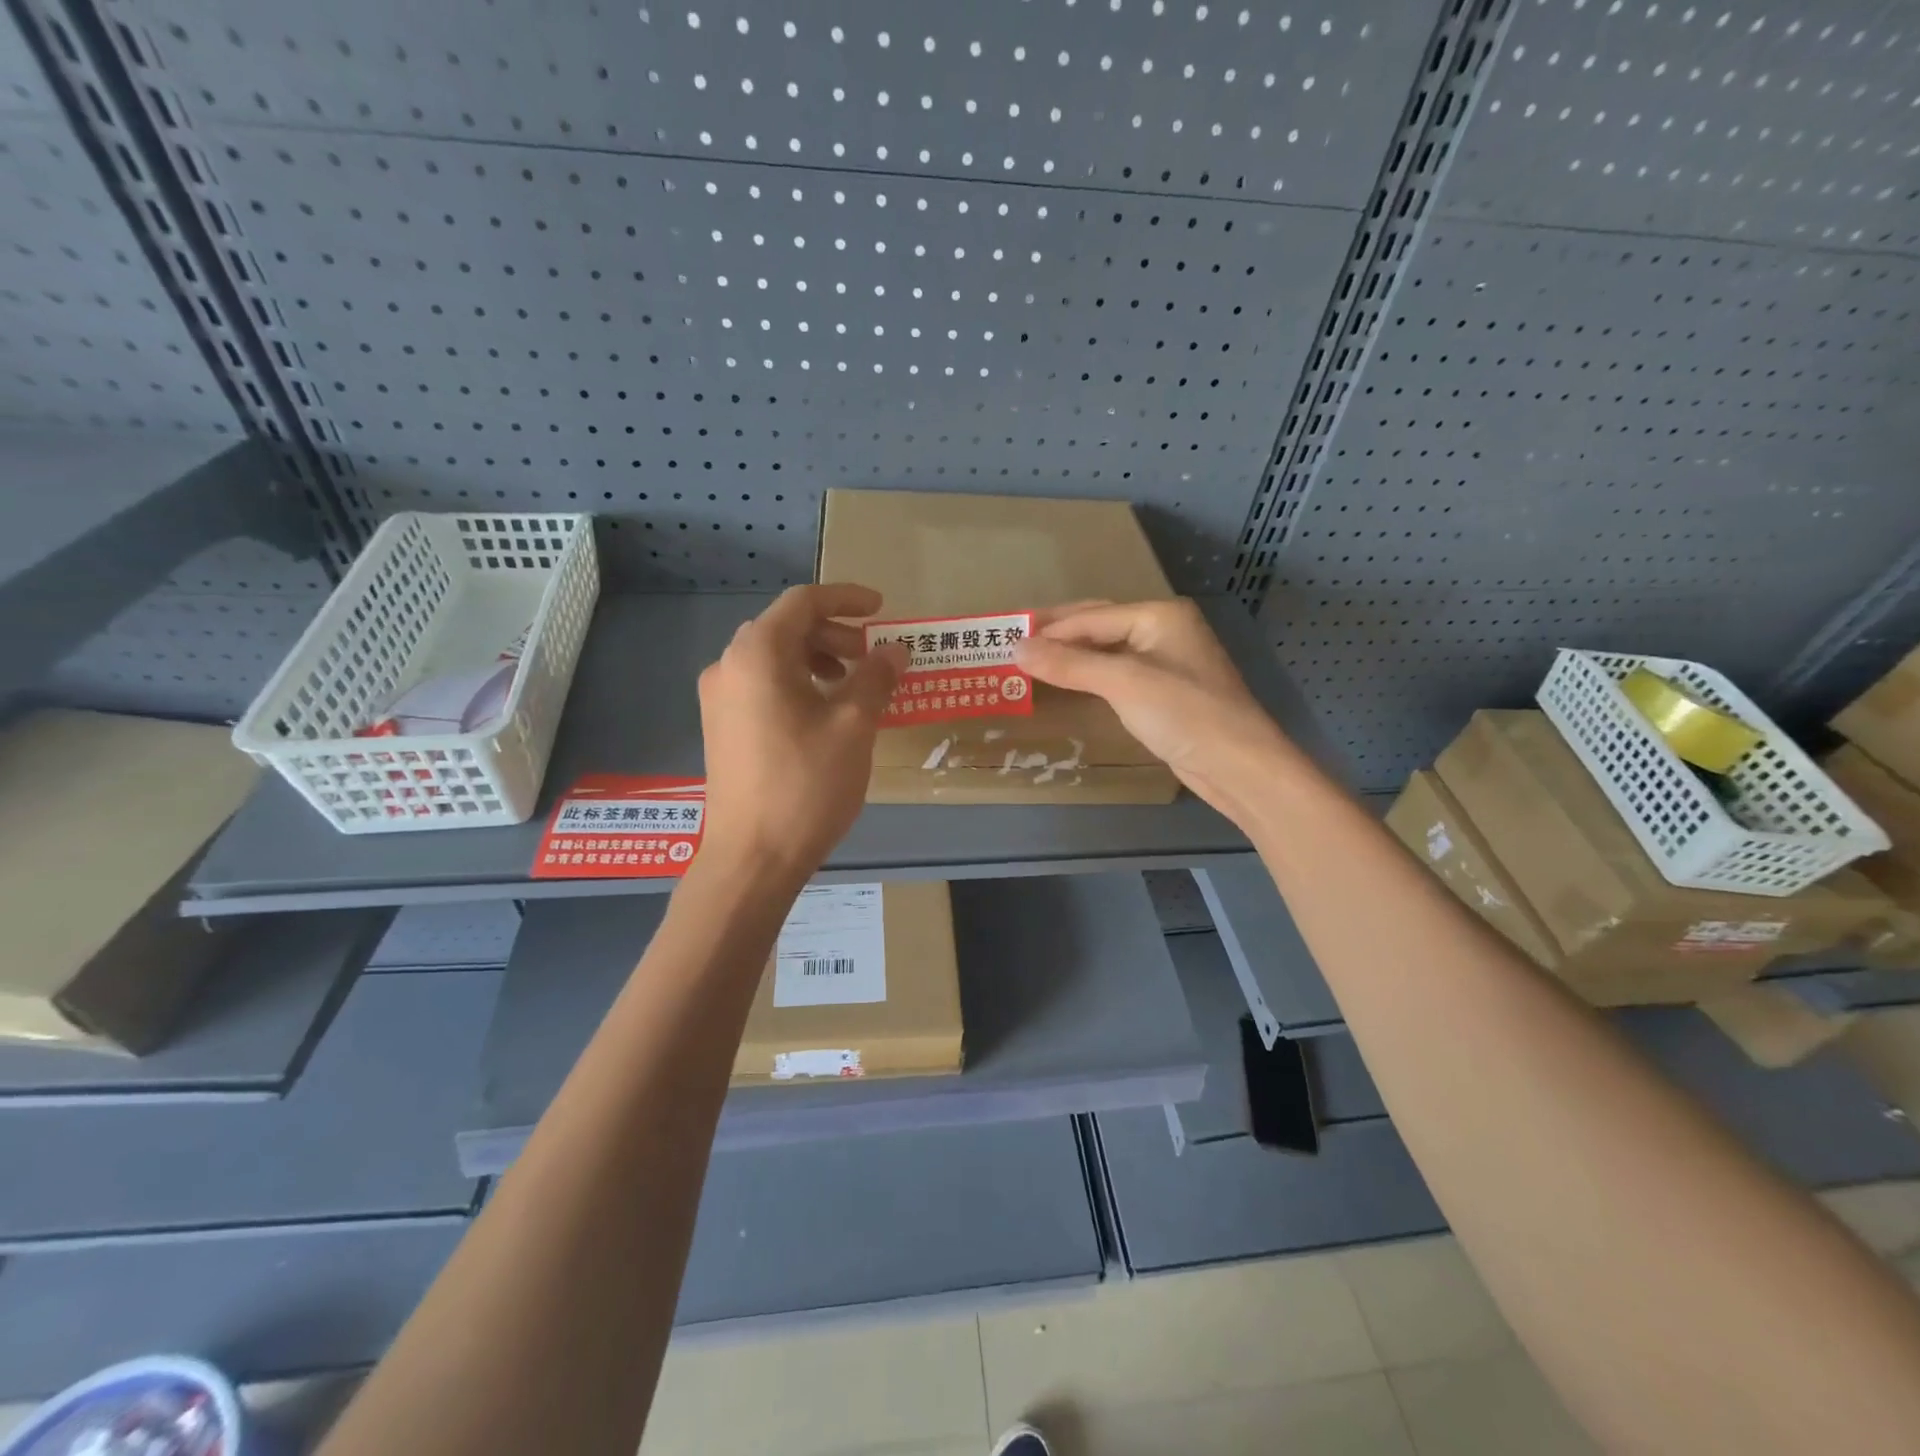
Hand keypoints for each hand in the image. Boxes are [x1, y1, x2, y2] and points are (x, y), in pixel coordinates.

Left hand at [696, 584, 906, 883]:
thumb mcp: (853, 727)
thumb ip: (876, 678)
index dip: (846, 599)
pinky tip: (822, 714)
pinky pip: (761, 685)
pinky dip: (796, 683)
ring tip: (851, 685)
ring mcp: (718, 699)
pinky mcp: (720, 727)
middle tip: (871, 655)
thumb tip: (895, 651)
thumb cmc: (806, 784)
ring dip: (815, 659)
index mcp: (758, 655)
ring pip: (772, 658)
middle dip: (833, 633)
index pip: (803, 602)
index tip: (881, 609)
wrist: (753, 857)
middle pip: (785, 628)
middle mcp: (729, 666)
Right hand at [1014, 599, 1292, 813]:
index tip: (1006, 640)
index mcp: (1160, 615)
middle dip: (1059, 634)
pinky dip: (1091, 675)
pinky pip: (1119, 674)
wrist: (1239, 766)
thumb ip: (1069, 663)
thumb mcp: (1123, 683)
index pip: (1091, 616)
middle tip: (1015, 643)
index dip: (1049, 629)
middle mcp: (1165, 630)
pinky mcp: (1167, 692)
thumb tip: (1016, 648)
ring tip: (1033, 662)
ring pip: (1109, 650)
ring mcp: (1168, 662)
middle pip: (1100, 625)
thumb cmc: (1184, 713)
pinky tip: (1070, 682)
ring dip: (1072, 656)